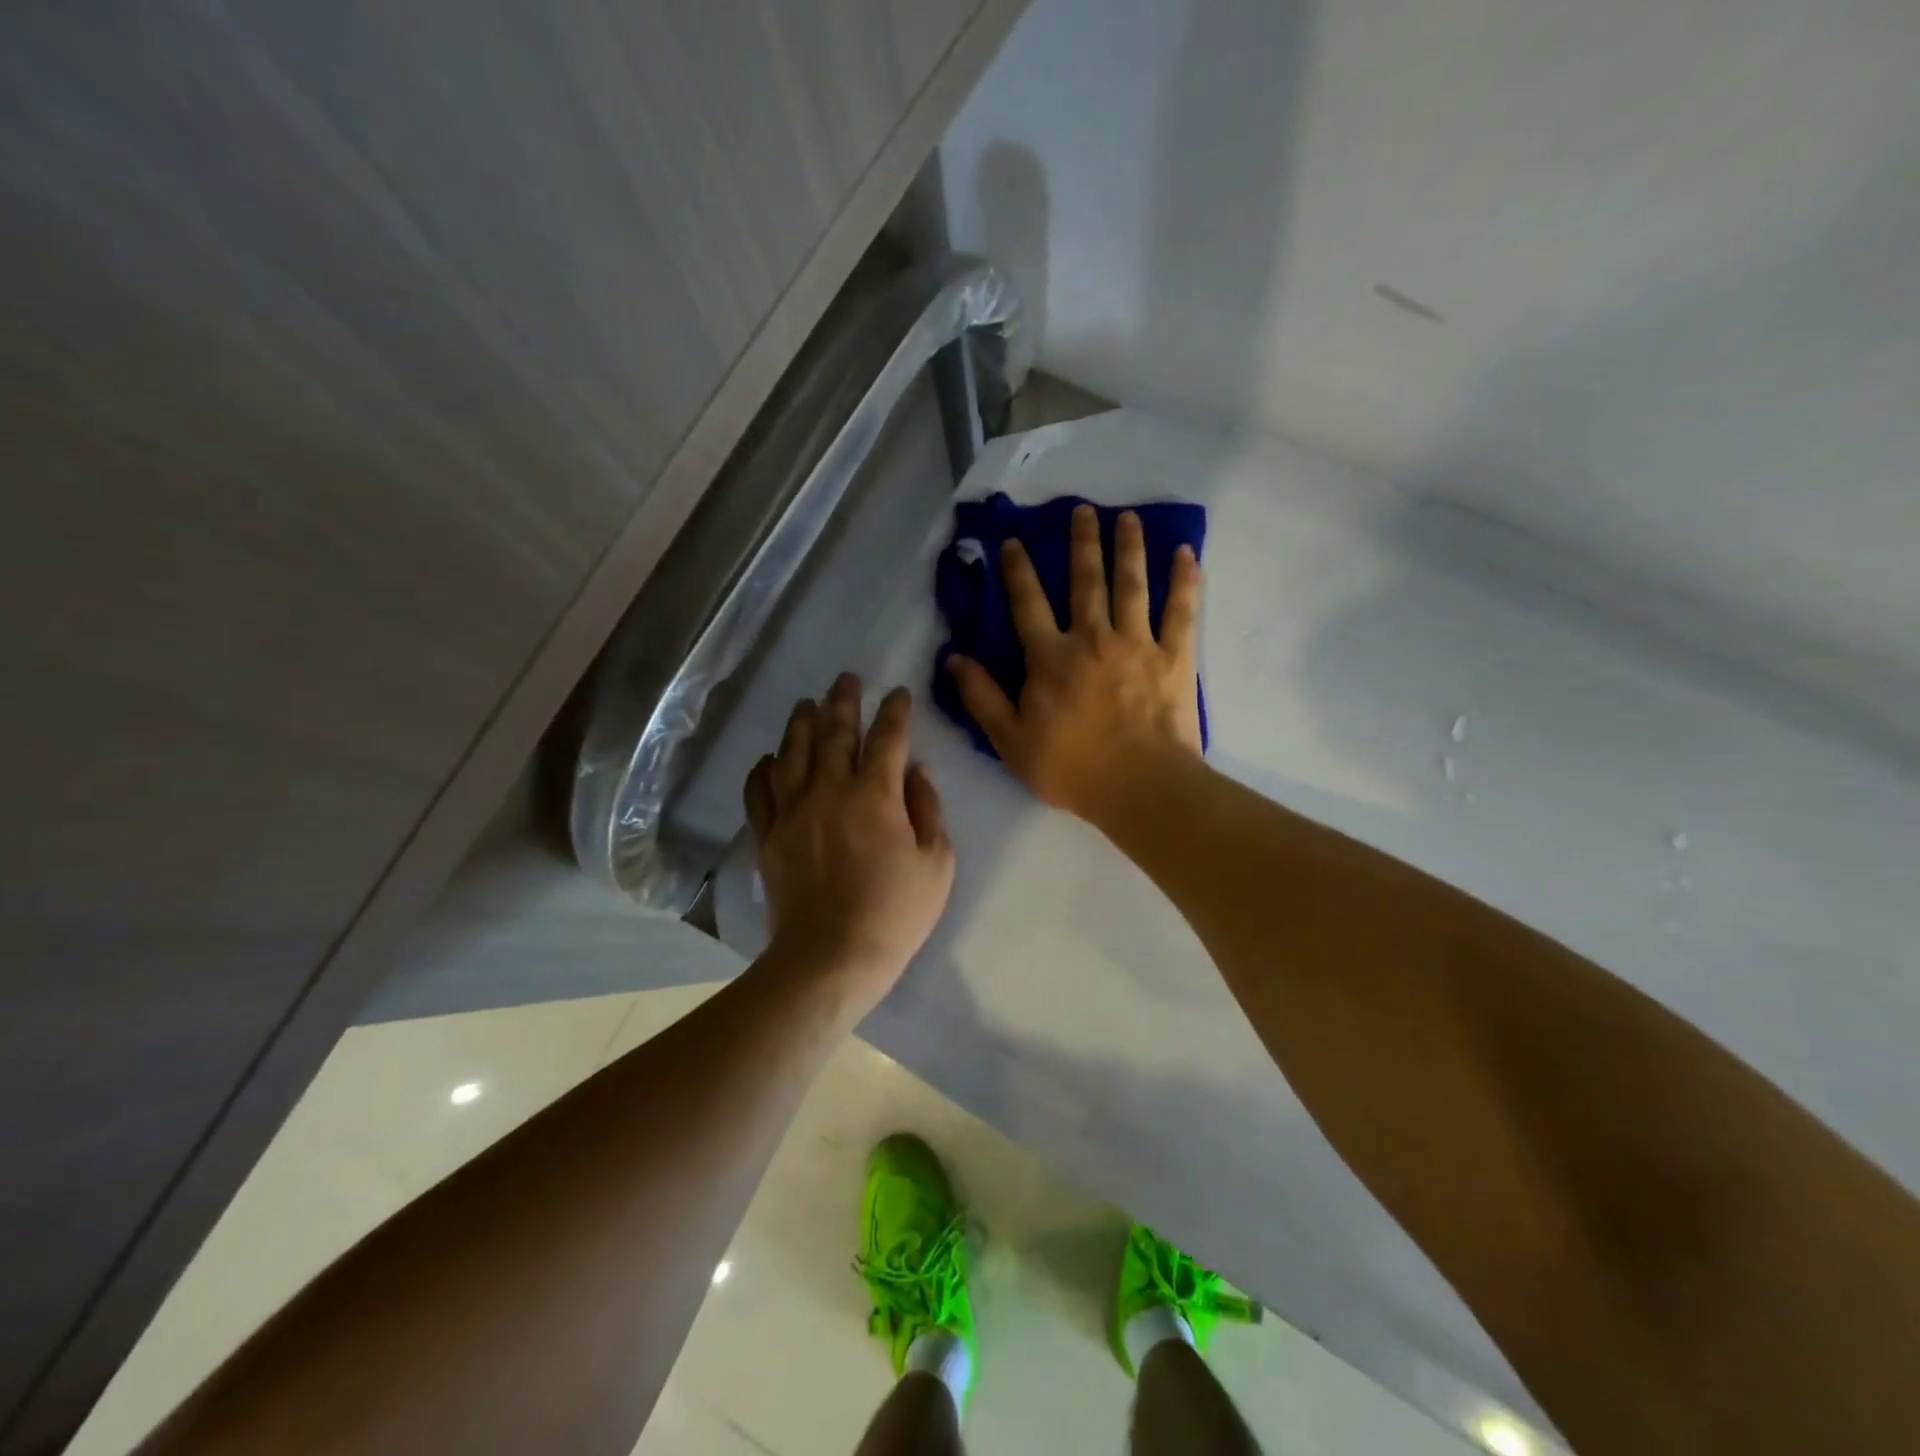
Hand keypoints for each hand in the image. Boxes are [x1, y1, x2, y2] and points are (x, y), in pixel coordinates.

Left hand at [743, 674, 954, 1003]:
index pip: (887, 737)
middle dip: (844, 700)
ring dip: (801, 722)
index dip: (895, 711)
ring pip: (793, 751)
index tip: (898, 693)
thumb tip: (916, 772)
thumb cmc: (894, 913)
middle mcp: (830, 790)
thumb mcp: (936, 864)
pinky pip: (759, 791)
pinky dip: (763, 769)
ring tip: (807, 702)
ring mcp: (793, 810)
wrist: (830, 956)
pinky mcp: (767, 834)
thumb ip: (927, 810)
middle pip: (835, 732)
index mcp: (876, 795)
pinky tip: (769, 758)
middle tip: (846, 678)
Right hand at [947, 504, 1202, 823]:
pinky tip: (1185, 554)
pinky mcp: (1175, 656)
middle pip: (1085, 581)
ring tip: (1128, 517)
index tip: (1013, 541)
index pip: (1027, 603)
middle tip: (1082, 510)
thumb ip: (981, 697)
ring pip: (1131, 584)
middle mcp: (1092, 638)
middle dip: (1081, 542)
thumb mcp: (1010, 741)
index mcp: (1050, 658)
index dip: (1017, 570)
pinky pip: (1181, 611)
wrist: (1140, 787)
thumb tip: (954, 657)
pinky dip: (1184, 581)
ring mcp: (1137, 643)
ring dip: (1128, 547)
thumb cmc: (1071, 768)